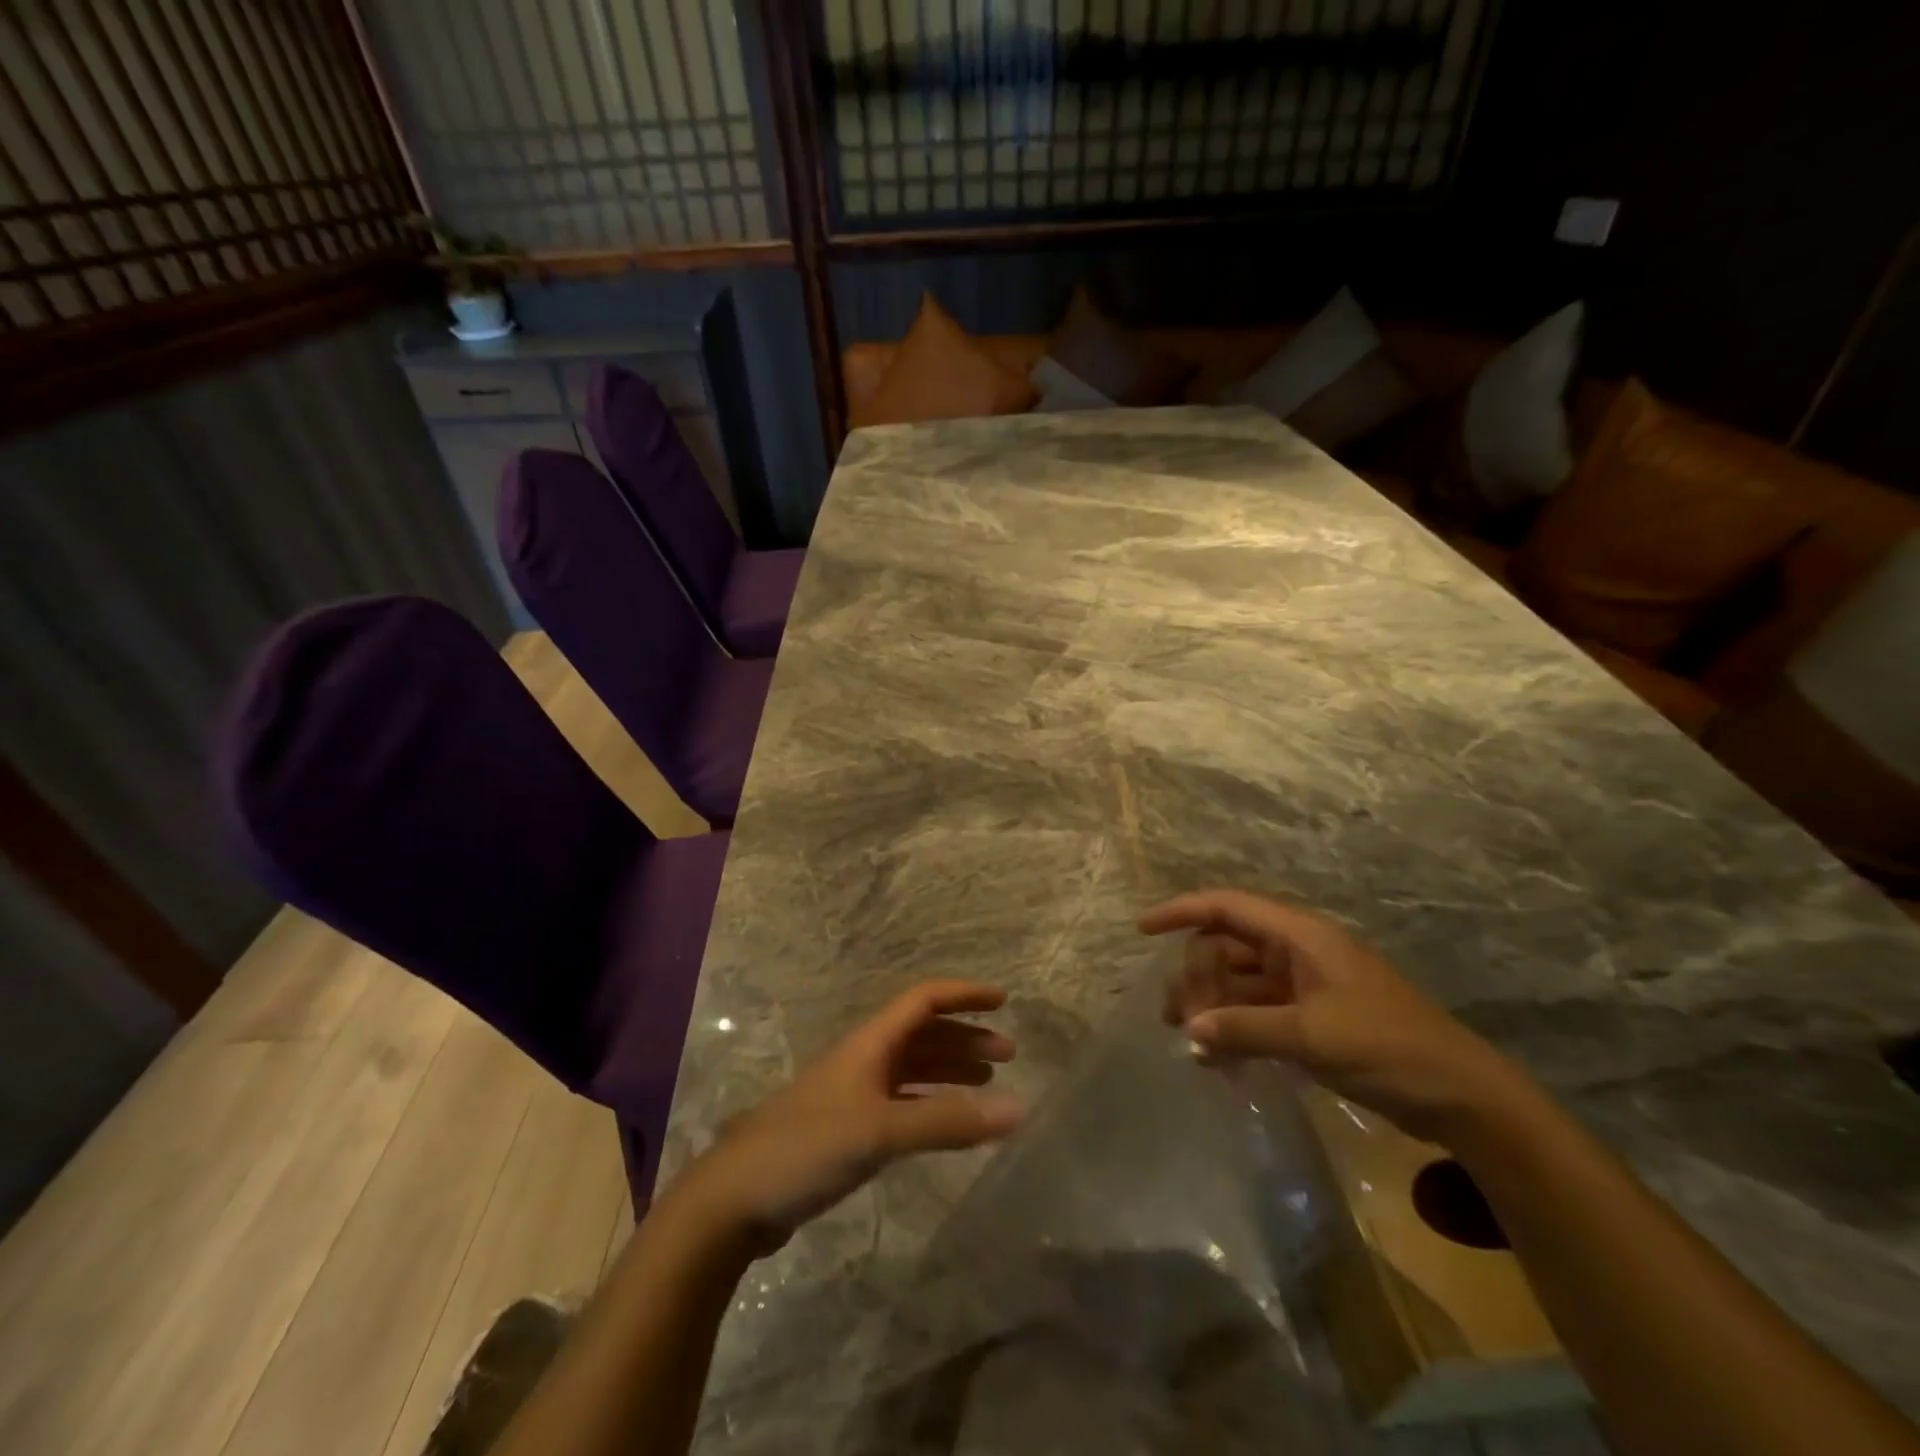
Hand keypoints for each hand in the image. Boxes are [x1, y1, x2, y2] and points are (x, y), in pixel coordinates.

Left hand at [677, 981, 1022, 1250]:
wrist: (735, 1199)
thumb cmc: (808, 1147)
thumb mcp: (881, 1131)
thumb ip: (948, 1122)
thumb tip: (1019, 1109)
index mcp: (870, 1044)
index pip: (923, 1001)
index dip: (962, 995)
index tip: (1002, 1000)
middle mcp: (865, 1060)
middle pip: (923, 1034)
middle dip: (965, 1037)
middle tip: (1007, 1054)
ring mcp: (854, 1095)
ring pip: (913, 1069)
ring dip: (951, 1069)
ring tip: (988, 1082)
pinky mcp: (848, 1130)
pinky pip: (903, 1103)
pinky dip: (931, 1105)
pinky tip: (949, 1122)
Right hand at [1141, 889, 1520, 1143]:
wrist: (1459, 1095)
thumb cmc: (1387, 1047)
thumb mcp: (1311, 1036)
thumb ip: (1245, 1028)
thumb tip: (1187, 1029)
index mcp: (1300, 936)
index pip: (1227, 907)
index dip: (1182, 911)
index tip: (1142, 929)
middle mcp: (1296, 952)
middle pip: (1226, 948)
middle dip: (1195, 978)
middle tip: (1178, 1020)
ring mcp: (1304, 985)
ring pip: (1238, 983)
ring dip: (1212, 1008)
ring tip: (1192, 1046)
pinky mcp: (1311, 1017)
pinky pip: (1257, 1013)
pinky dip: (1236, 1030)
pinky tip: (1220, 1061)